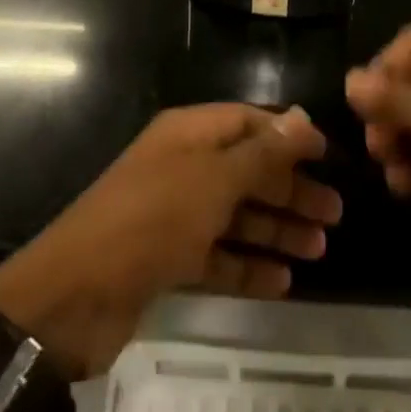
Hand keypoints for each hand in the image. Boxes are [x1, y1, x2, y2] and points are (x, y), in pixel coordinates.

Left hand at [0, 104, 342, 378]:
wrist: (75, 294)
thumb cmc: (152, 219)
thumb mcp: (213, 180)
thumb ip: (261, 153)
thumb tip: (302, 116)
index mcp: (189, 134)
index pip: (247, 121)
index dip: (287, 135)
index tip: (328, 155)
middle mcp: (182, 167)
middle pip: (246, 170)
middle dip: (289, 188)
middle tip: (335, 213)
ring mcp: (173, 214)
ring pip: (235, 215)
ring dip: (276, 229)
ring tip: (320, 248)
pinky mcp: (166, 260)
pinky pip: (217, 256)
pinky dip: (248, 266)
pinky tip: (283, 282)